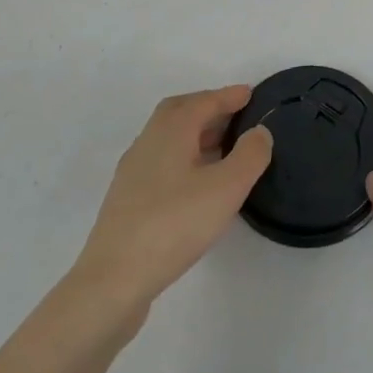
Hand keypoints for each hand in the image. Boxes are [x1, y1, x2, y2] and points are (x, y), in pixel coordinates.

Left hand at [71, 86, 272, 316]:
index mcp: (170, 132)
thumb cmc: (174, 224)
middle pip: (179, 113)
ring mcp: (133, 172)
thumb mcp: (226, 188)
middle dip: (208, 108)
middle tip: (235, 115)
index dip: (228, 96)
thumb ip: (249, 156)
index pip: (203, 102)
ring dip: (195, 134)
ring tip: (223, 147)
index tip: (250, 93)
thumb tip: (259, 132)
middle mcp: (148, 142)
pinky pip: (162, 161)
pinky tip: (197, 182)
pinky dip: (184, 157)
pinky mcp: (127, 200)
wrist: (114, 280)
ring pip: (168, 138)